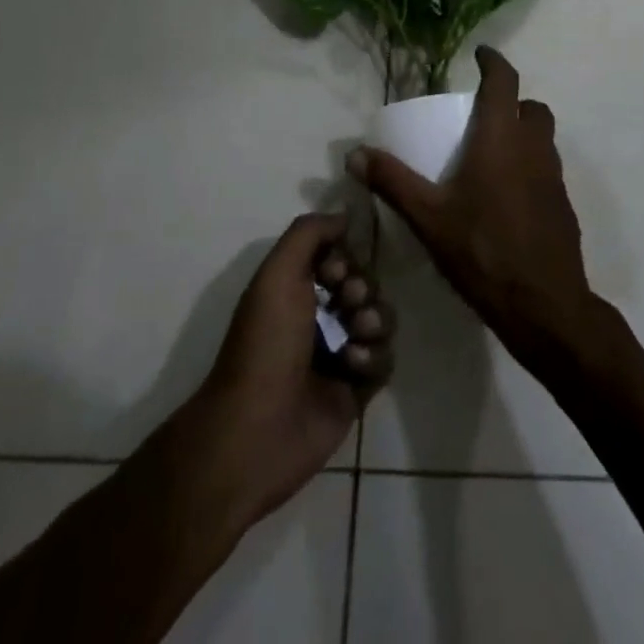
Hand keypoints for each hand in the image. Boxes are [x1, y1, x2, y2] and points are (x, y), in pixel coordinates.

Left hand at [192, 214, 391, 529]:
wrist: (258, 428)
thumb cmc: (265, 343)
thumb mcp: (277, 272)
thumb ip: (310, 232)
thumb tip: (345, 216)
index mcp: (296, 289)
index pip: (341, 258)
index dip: (346, 259)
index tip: (336, 272)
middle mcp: (319, 316)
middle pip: (366, 285)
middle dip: (364, 288)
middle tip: (348, 302)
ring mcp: (340, 354)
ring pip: (381, 319)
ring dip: (374, 321)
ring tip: (354, 339)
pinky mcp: (357, 389)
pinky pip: (385, 358)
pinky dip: (374, 357)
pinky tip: (352, 366)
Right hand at [348, 46, 595, 370]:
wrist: (544, 305)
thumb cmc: (483, 251)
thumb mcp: (429, 217)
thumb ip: (393, 182)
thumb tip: (355, 153)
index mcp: (502, 139)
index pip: (504, 81)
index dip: (494, 61)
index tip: (481, 53)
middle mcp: (534, 148)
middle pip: (531, 107)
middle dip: (511, 101)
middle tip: (482, 114)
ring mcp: (554, 176)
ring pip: (543, 137)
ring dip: (522, 132)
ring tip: (491, 153)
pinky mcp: (563, 204)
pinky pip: (548, 167)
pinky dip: (530, 164)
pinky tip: (507, 195)